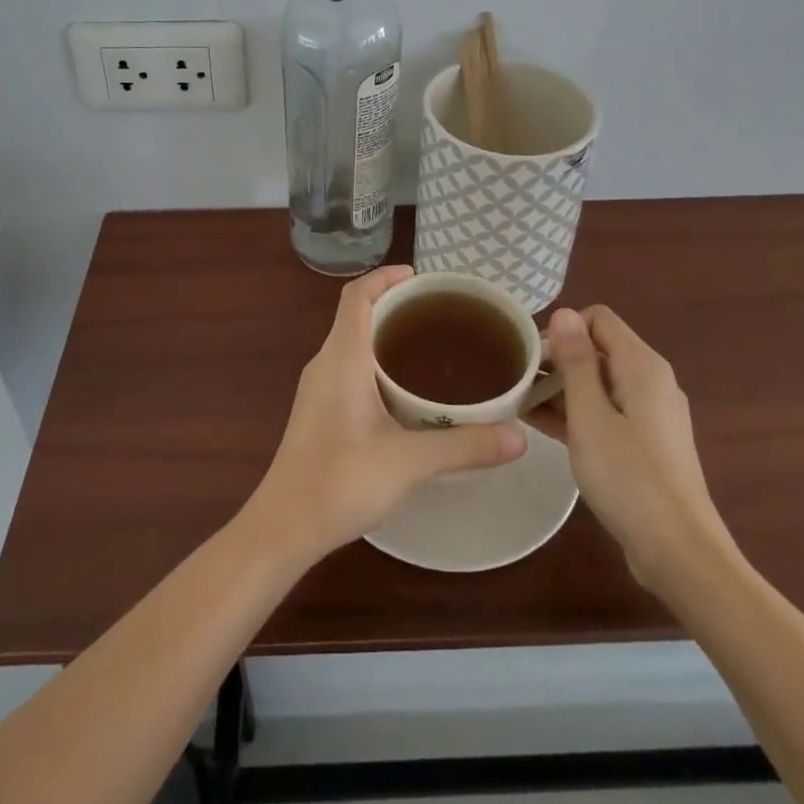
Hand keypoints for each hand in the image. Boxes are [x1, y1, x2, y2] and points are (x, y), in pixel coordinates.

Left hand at [243, 265, 526, 562]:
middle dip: (394, 305)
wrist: (284, 526)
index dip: (385, 277)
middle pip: (356, 314)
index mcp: (341, 357)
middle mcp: (325, 363)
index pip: (356, 295)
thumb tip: (519, 436)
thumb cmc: (341, 481)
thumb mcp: (410, 461)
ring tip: (430, 347)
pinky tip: (404, 392)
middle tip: (439, 314)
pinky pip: (348, 367)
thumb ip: (465, 446)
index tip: (420, 277)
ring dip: (385, 335)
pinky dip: (376, 362)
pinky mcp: (318, 411)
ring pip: (352, 343)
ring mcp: (317, 388)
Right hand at [535, 305, 740, 597]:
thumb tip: (563, 312)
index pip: (598, 319)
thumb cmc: (629, 477)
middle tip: (518, 384)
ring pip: (600, 383)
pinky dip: (579, 413)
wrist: (680, 553)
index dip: (562, 330)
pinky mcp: (647, 443)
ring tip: (521, 405)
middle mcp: (651, 381)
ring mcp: (651, 414)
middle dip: (558, 360)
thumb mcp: (590, 416)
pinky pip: (607, 412)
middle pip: (598, 350)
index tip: (532, 358)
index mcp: (642, 366)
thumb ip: (575, 362)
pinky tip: (544, 428)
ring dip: (563, 389)